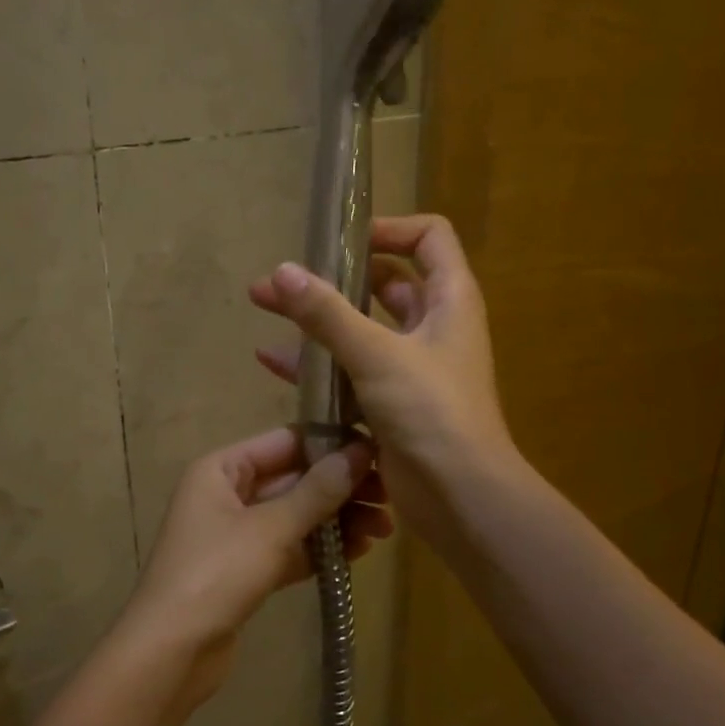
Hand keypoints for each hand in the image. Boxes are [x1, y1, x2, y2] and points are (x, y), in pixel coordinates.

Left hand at [115, 427, 389, 710]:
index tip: (378, 452)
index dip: (331, 445)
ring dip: (337, 520)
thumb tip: (359, 452)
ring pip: (296, 516)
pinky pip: (291, 548)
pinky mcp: (246, 569)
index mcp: (221, 468)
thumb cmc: (216, 574)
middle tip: (390, 498)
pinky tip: (359, 551)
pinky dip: (322, 548)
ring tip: (383, 530)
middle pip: (294, 479)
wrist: (171, 652)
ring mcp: (236, 533)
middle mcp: (227, 493)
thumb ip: (317, 490)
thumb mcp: (271, 528)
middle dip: (341, 488)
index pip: (285, 442)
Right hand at [249, 214, 516, 556]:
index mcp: (449, 300)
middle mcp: (433, 327)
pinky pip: (351, 373)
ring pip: (360, 330)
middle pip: (384, 284)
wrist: (461, 496)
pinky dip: (318, 366)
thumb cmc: (431, 412)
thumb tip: (281, 271)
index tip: (340, 242)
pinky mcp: (391, 404)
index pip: (428, 237)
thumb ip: (327, 313)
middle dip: (331, 279)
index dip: (388, 229)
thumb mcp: (377, 354)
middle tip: (278, 281)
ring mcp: (412, 368)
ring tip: (263, 309)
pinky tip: (273, 363)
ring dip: (316, 321)